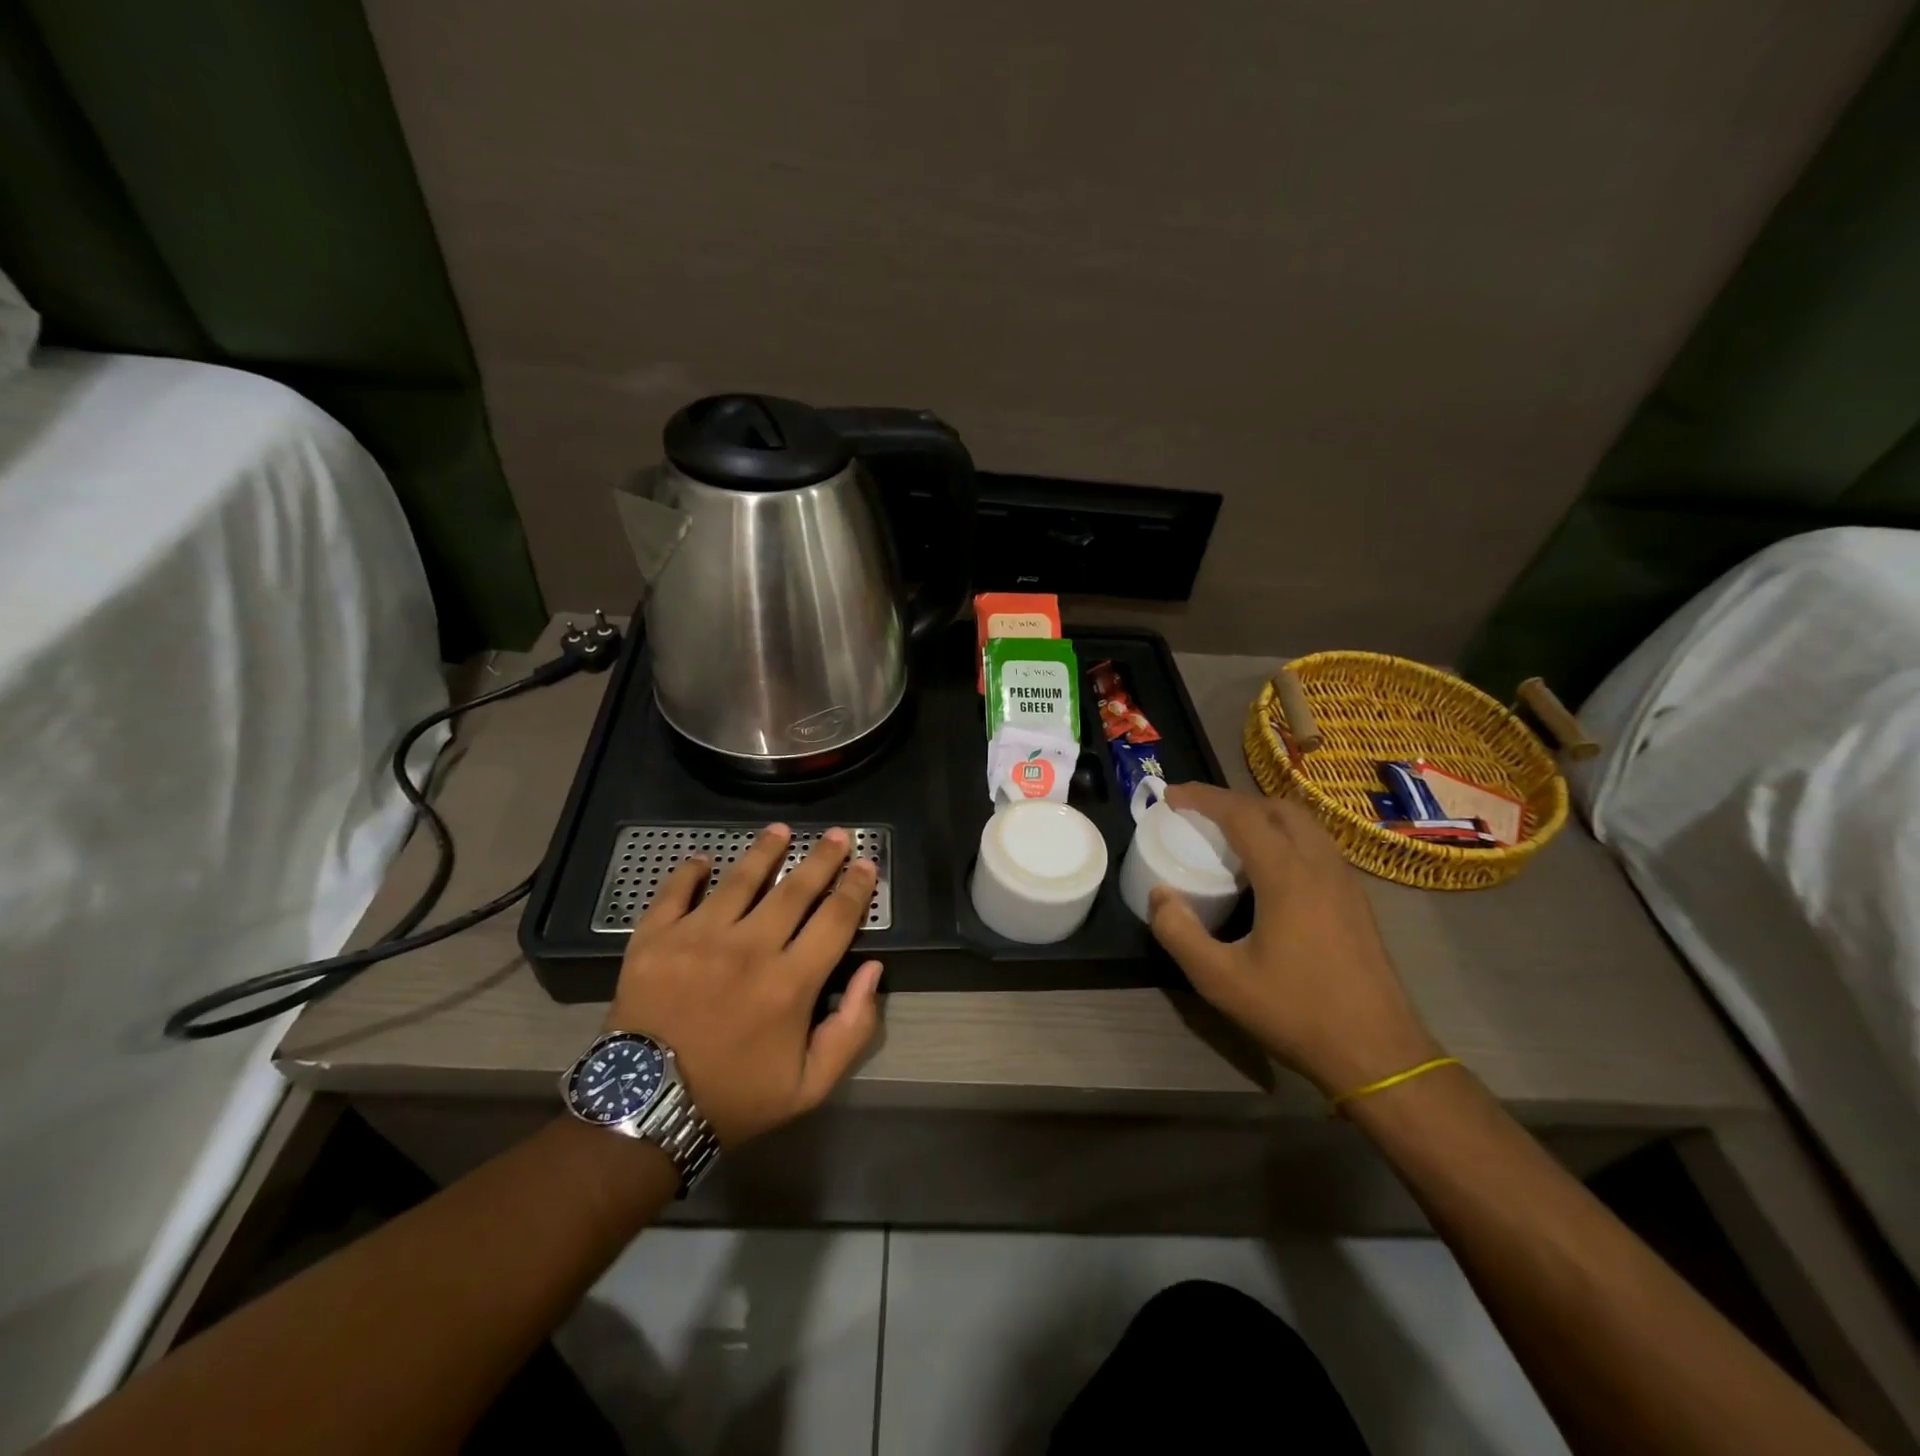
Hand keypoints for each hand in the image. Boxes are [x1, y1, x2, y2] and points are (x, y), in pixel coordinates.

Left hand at [605, 824, 882, 1146]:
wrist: (645, 1113)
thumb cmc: (734, 1098)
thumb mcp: (809, 1086)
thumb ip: (851, 1029)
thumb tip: (873, 970)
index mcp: (790, 982)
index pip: (835, 919)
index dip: (856, 888)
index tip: (867, 865)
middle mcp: (748, 948)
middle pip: (795, 889)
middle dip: (822, 858)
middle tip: (838, 835)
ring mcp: (697, 939)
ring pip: (740, 879)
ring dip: (765, 851)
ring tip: (780, 830)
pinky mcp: (654, 940)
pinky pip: (674, 892)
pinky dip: (690, 872)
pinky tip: (703, 859)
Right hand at [1146, 783, 1441, 1095]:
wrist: (1378, 1052)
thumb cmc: (1296, 1012)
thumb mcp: (1220, 980)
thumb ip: (1179, 933)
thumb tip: (1160, 894)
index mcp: (1287, 875)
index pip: (1241, 813)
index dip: (1202, 797)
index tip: (1170, 796)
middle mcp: (1320, 865)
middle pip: (1276, 807)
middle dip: (1233, 800)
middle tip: (1199, 814)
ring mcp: (1345, 880)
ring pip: (1303, 823)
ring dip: (1263, 815)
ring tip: (1230, 834)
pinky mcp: (1357, 899)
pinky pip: (1317, 845)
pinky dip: (1285, 836)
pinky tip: (1269, 868)